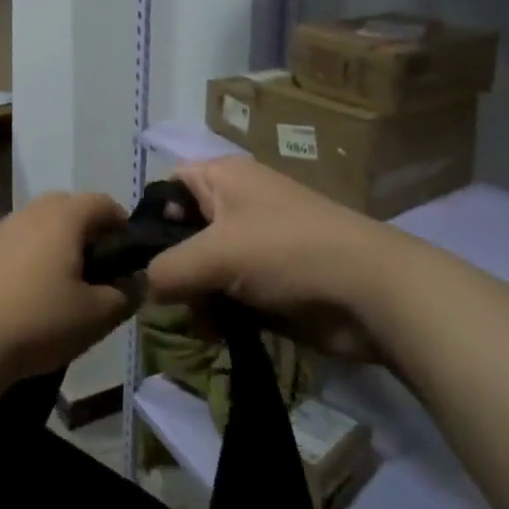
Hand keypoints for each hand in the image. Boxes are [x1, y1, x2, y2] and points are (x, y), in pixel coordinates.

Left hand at [0, 192, 131, 382]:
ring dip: (65, 241)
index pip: (104, 203)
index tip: (131, 258)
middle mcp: (35, 210)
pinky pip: (26, 238)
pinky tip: (42, 288)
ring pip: (47, 221)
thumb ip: (128, 294)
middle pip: (73, 206)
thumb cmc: (41, 319)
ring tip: (73, 280)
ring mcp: (8, 227)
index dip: (123, 225)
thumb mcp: (98, 314)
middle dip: (93, 231)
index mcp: (65, 215)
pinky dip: (41, 251)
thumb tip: (139, 281)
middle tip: (104, 268)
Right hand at [145, 157, 389, 362]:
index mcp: (222, 177)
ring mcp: (255, 243)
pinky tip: (222, 332)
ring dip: (197, 297)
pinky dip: (221, 312)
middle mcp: (235, 203)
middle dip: (172, 269)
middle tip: (168, 300)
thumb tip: (143, 287)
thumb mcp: (215, 254)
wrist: (371, 292)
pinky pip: (229, 292)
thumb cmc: (287, 253)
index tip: (137, 260)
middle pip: (182, 233)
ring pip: (203, 268)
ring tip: (202, 321)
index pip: (167, 187)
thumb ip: (165, 269)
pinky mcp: (271, 279)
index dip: (149, 219)